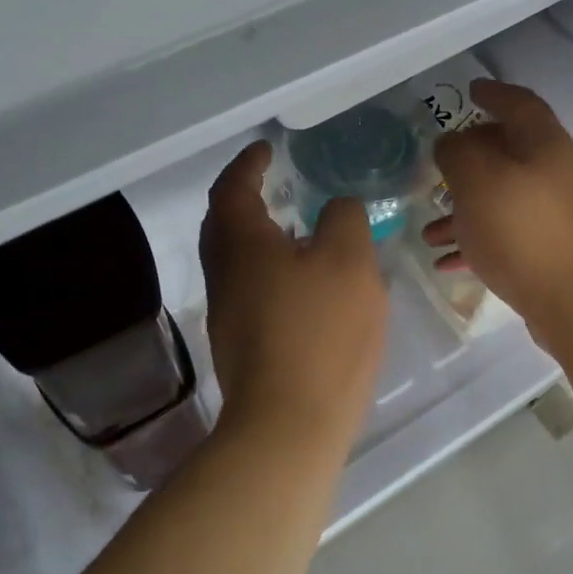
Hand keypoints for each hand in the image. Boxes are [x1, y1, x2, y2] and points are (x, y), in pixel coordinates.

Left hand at [200, 140, 388, 450]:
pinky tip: (302, 284)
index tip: (266, 149)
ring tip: (296, 230)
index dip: (248, 164)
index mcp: (242, 245)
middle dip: (243, 199)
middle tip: (273, 185)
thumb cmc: (321, 333)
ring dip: (257, 237)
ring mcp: (229, 314)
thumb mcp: (349, 262)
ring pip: (235, 260)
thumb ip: (344, 220)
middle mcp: (224, 275)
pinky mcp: (242, 346)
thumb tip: (335, 208)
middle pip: (222, 225)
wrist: (290, 424)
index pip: (233, 189)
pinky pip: (249, 289)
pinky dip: (268, 270)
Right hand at [423, 80, 572, 343]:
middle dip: (470, 161)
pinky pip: (508, 236)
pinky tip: (448, 262)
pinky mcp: (554, 253)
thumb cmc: (524, 231)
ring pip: (504, 200)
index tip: (470, 91)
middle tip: (440, 169)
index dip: (493, 93)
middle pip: (510, 154)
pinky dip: (479, 242)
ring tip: (429, 232)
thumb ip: (458, 154)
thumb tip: (451, 144)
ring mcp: (560, 217)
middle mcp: (559, 175)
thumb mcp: (478, 182)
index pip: (520, 104)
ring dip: (465, 211)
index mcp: (546, 146)